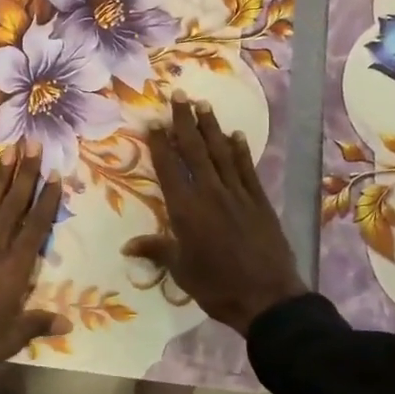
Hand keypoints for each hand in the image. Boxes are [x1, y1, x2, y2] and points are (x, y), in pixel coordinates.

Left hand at [0, 149, 66, 375]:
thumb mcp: (12, 338)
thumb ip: (38, 323)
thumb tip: (67, 324)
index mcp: (14, 268)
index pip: (35, 227)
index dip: (46, 200)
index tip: (54, 175)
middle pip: (12, 206)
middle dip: (24, 174)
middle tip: (32, 144)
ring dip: (0, 179)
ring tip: (9, 153)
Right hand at [125, 98, 308, 335]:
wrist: (267, 297)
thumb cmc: (216, 286)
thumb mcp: (181, 271)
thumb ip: (156, 250)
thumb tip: (127, 245)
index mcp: (186, 209)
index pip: (169, 168)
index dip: (160, 144)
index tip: (154, 121)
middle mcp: (210, 193)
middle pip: (195, 151)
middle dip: (184, 122)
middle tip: (179, 96)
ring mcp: (237, 194)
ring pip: (221, 153)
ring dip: (211, 128)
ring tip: (203, 105)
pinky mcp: (259, 201)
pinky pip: (246, 169)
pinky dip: (240, 151)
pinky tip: (236, 135)